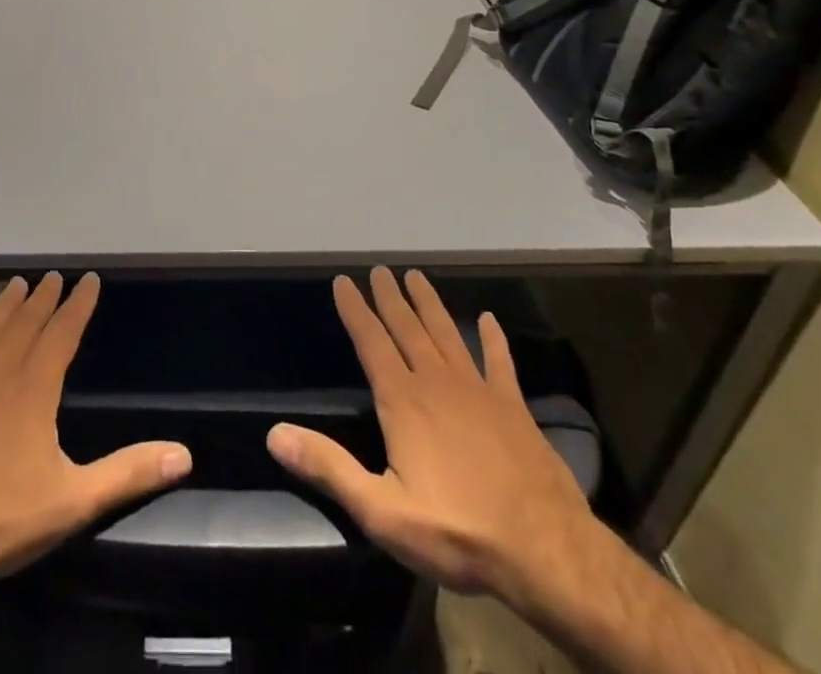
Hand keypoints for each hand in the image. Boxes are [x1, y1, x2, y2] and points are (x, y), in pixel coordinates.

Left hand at [0, 271, 192, 598]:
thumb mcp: (73, 501)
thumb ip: (128, 473)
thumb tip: (183, 455)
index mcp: (34, 389)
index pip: (63, 333)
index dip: (78, 305)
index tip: (89, 279)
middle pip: (25, 325)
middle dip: (42, 299)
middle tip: (52, 275)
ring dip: (2, 308)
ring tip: (15, 284)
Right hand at [267, 267, 597, 611]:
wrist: (545, 550)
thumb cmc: (456, 530)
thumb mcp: (381, 510)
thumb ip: (329, 468)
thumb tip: (275, 434)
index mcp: (403, 401)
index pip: (371, 343)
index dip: (355, 311)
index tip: (343, 281)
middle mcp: (437, 382)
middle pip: (408, 329)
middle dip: (390, 297)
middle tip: (380, 269)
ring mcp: (478, 390)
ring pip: (446, 334)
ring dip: (429, 304)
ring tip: (416, 276)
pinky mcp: (513, 407)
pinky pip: (499, 362)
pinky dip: (493, 339)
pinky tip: (489, 320)